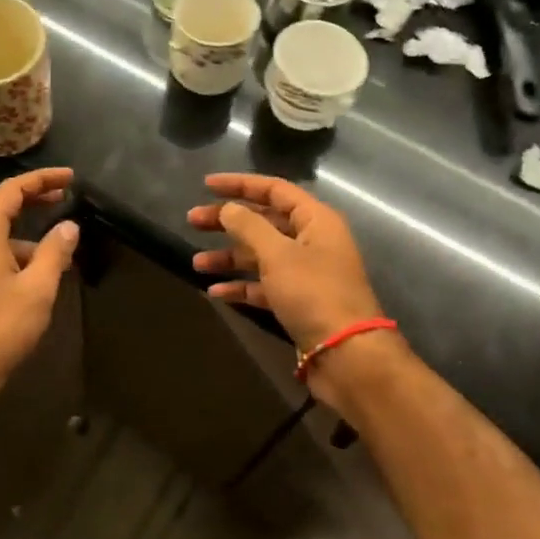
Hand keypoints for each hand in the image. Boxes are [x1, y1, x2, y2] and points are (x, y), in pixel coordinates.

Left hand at [0, 168, 78, 403]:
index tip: (70, 178)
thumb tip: (69, 226)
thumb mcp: (38, 289)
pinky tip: (31, 267)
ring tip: (53, 240)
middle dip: (28, 195)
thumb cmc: (0, 329)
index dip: (41, 180)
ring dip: (19, 223)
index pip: (10, 190)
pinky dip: (8, 243)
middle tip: (61, 196)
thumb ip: (54, 252)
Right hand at [187, 173, 384, 354]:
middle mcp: (311, 241)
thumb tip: (229, 208)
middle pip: (263, 222)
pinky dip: (242, 286)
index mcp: (315, 220)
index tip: (206, 186)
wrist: (346, 354)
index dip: (240, 185)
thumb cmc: (313, 293)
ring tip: (197, 263)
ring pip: (260, 255)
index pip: (274, 190)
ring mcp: (305, 273)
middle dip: (227, 222)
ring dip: (229, 257)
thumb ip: (249, 227)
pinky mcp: (298, 301)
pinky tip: (216, 292)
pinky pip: (264, 285)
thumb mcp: (277, 254)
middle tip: (192, 221)